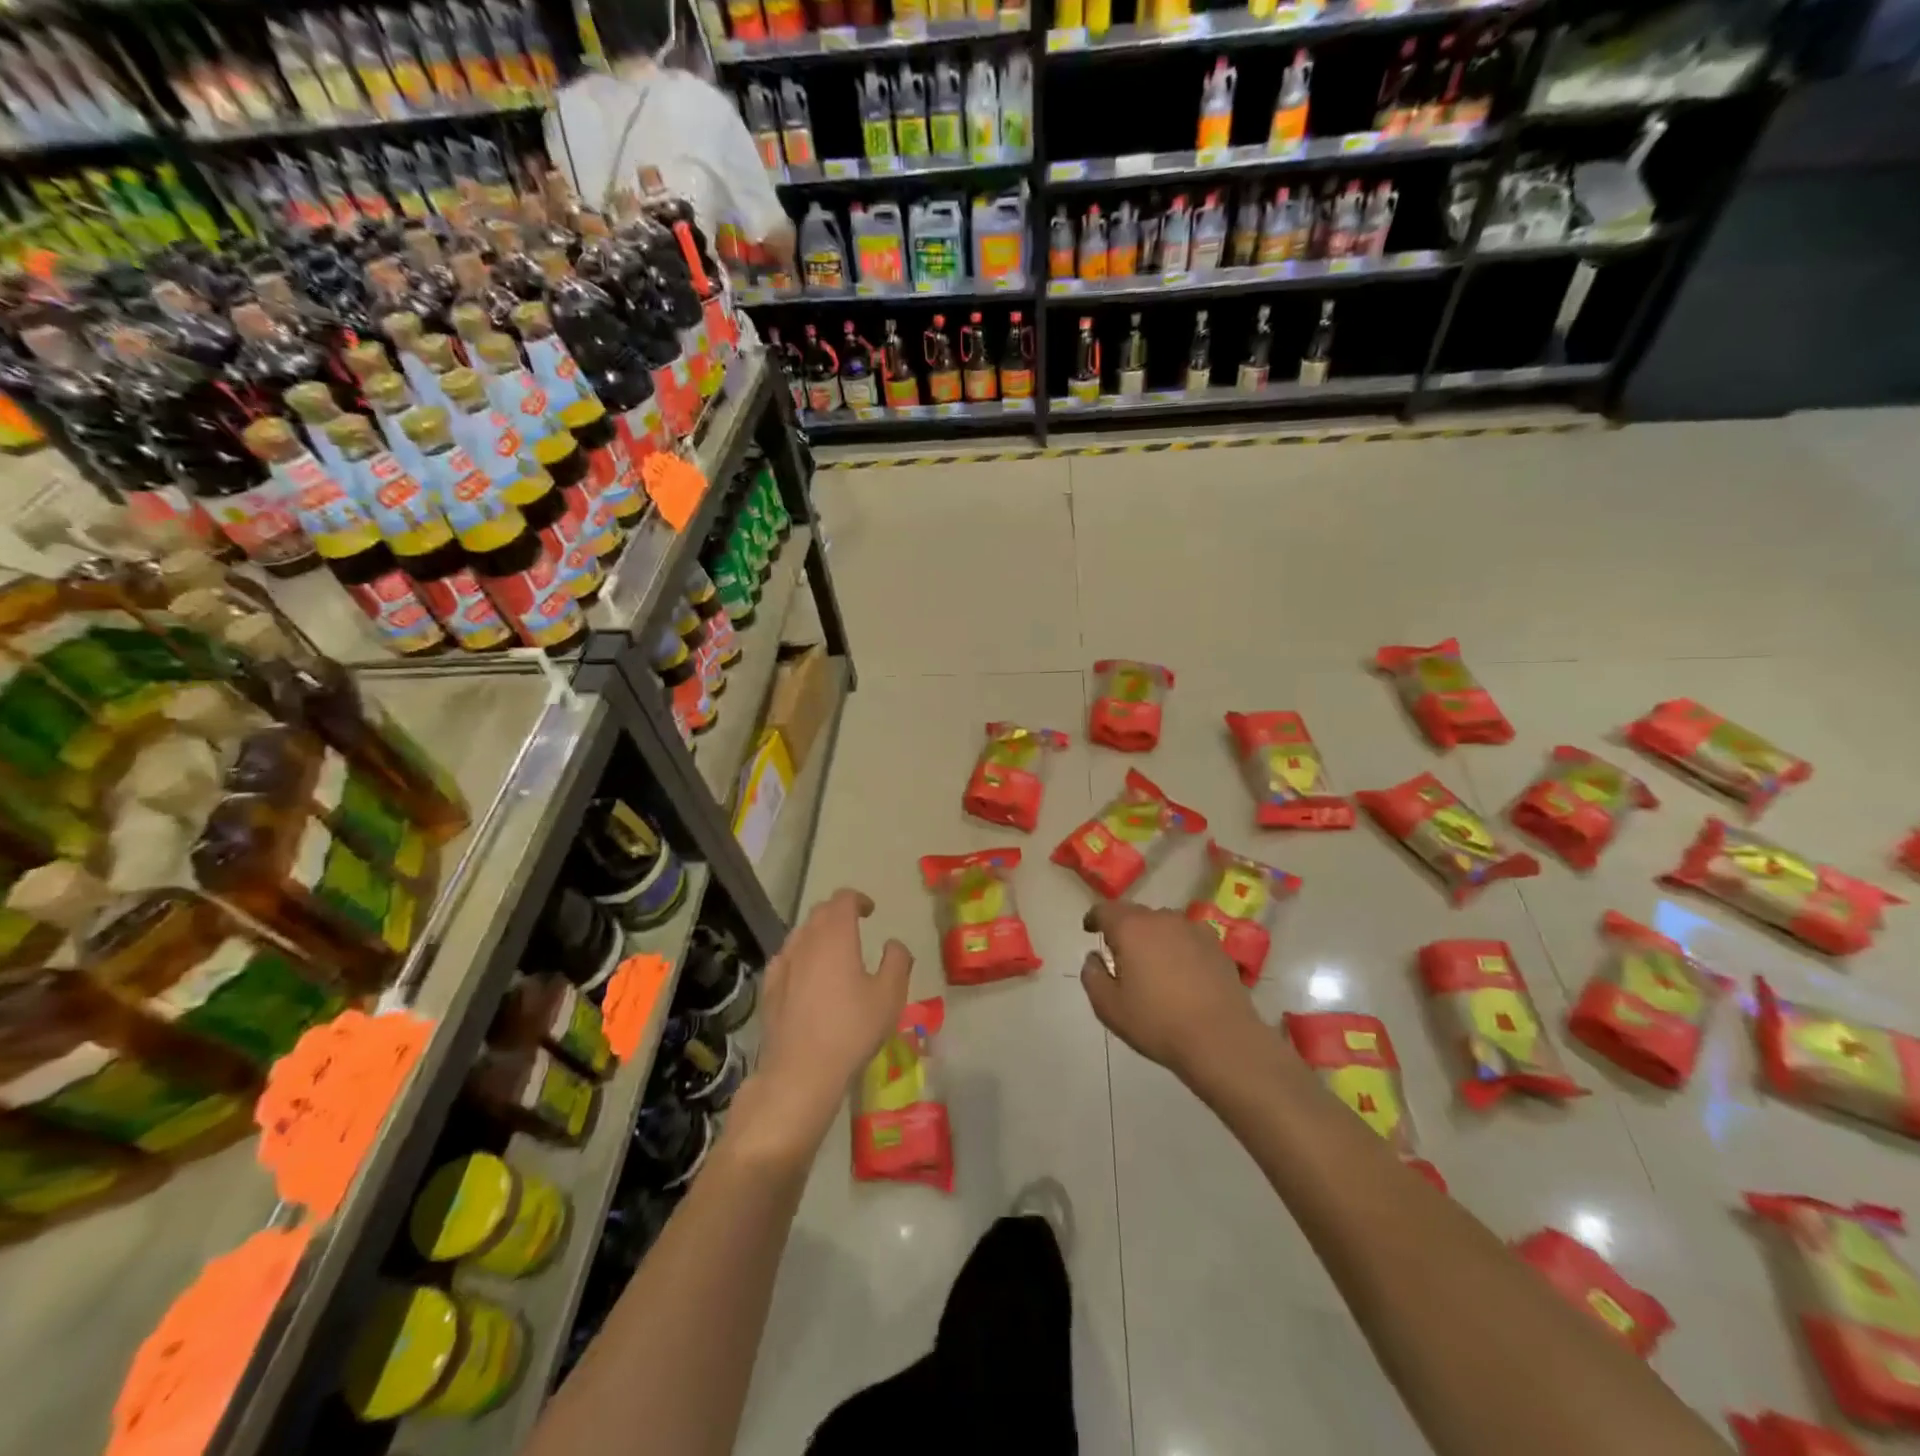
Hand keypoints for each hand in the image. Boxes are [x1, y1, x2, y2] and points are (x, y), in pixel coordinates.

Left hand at [736, 889, 912, 1159]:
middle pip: (820, 913)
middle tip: (855, 926)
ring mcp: (782, 964)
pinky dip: (800, 956)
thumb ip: (897, 961)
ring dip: (818, 933)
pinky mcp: (768, 988)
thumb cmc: (851, 1029)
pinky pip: (786, 958)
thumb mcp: (890, 995)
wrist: (800, 1072)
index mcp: (835, 935)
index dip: (858, 899)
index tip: (871, 910)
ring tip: (833, 951)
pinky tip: (806, 975)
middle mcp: (805, 941)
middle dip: (838, 913)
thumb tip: (893, 944)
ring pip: (800, 934)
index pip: (843, 899)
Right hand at [1080, 901, 1263, 1086]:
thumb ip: (1093, 976)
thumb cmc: (1158, 1022)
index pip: (1106, 910)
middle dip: (1124, 930)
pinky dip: (1178, 948)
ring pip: (1163, 925)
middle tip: (1120, 956)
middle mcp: (1162, 919)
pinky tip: (1182, 973)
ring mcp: (1193, 930)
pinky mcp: (1216, 946)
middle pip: (1136, 915)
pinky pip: (1187, 938)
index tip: (1089, 930)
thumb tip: (1094, 957)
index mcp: (1131, 928)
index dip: (1094, 918)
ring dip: (1153, 938)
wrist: (1222, 1039)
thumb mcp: (1109, 1007)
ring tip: (1153, 965)